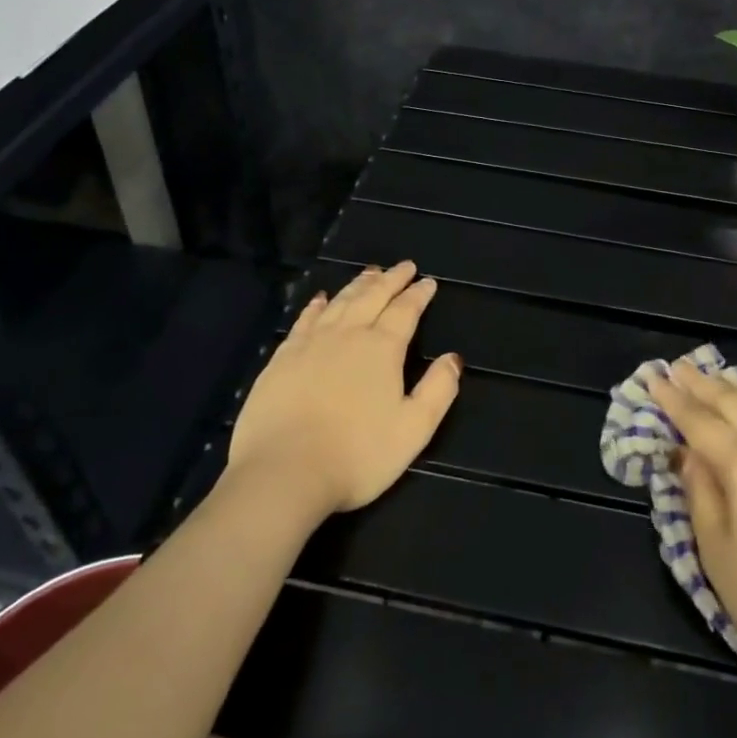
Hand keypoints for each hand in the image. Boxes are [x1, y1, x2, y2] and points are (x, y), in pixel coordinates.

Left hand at [225, 262, 461, 518]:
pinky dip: (317, 305)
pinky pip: (304, 320)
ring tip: (370, 273)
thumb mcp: (413, 429)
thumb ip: (438, 390)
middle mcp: (348, 335)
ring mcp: (311, 343)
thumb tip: (454, 358)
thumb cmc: (357, 455)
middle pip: (372, 296)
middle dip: (391, 279)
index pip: (405, 311)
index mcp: (382, 349)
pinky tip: (321, 298)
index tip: (428, 282)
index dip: (418, 295)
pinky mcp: (282, 358)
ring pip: (340, 302)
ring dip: (358, 285)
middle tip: (404, 266)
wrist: (283, 471)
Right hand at [648, 362, 736, 699]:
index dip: (674, 400)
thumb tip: (688, 456)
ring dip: (735, 391)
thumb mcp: (719, 555)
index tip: (653, 377)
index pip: (699, 422)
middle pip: (734, 405)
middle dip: (703, 385)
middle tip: (678, 367)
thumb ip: (700, 496)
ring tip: (715, 380)